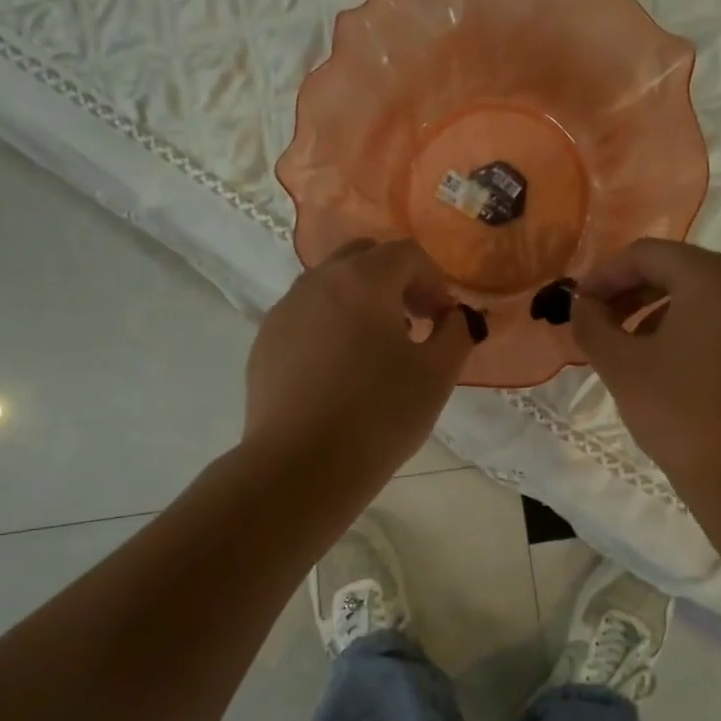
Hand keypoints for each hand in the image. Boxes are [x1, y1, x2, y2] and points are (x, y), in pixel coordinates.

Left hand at [244, 239, 475, 484]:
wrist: (301, 466)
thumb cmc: (379, 416)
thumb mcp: (437, 376)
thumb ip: (456, 333)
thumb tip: (454, 317)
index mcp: (363, 280)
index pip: (407, 254)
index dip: (435, 281)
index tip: (442, 321)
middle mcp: (317, 282)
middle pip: (364, 258)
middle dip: (395, 282)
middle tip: (412, 324)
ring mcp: (284, 311)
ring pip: (329, 286)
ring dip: (361, 302)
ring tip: (375, 352)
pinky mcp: (264, 343)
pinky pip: (305, 317)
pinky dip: (329, 327)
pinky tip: (338, 374)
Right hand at [572, 239, 720, 493]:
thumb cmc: (679, 411)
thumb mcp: (621, 366)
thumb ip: (592, 325)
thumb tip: (582, 305)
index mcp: (713, 277)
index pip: (648, 254)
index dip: (605, 275)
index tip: (579, 304)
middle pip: (680, 272)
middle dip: (632, 294)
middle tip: (600, 324)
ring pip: (706, 299)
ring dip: (660, 314)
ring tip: (633, 351)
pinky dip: (693, 333)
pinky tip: (674, 370)